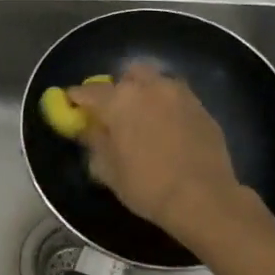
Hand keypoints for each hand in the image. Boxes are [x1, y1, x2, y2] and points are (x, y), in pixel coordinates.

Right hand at [66, 60, 243, 235]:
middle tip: (114, 112)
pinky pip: (176, 96)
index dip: (76, 99)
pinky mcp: (200, 106)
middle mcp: (148, 87)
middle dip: (117, 89)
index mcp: (119, 100)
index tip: (71, 106)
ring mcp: (178, 93)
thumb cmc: (147, 185)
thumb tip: (88, 128)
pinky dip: (166, 105)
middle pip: (126, 77)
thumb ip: (94, 142)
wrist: (203, 197)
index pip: (88, 92)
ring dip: (145, 92)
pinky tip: (167, 126)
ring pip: (155, 81)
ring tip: (144, 116)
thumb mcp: (108, 170)